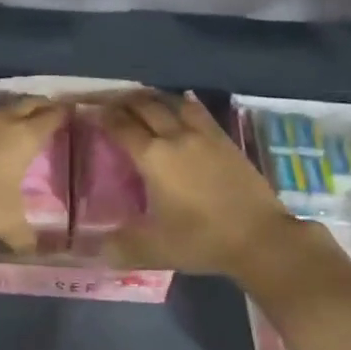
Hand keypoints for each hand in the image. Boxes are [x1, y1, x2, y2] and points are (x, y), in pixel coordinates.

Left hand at [0, 96, 67, 247]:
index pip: (49, 117)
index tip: (68, 112)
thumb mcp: (8, 223)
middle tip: (47, 108)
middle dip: (38, 104)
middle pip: (25, 103)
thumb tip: (30, 248)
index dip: (61, 114)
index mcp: (23, 138)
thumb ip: (23, 234)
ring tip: (14, 120)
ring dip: (8, 112)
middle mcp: (0, 122)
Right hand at [98, 90, 303, 275]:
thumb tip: (96, 250)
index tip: (91, 111)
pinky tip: (181, 106)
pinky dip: (183, 104)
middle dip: (124, 102)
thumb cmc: (202, 240)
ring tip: (142, 101)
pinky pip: (199, 111)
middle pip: (145, 107)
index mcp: (153, 157)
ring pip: (173, 103)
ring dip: (153, 98)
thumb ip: (122, 246)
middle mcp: (175, 137)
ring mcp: (203, 135)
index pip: (121, 127)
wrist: (259, 238)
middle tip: (111, 103)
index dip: (103, 117)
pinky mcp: (225, 140)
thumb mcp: (155, 249)